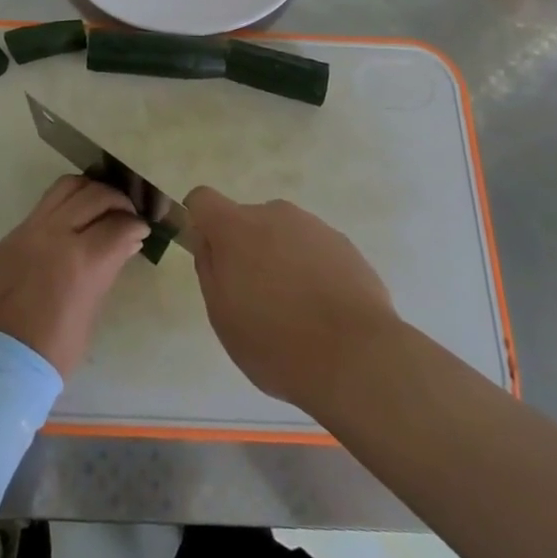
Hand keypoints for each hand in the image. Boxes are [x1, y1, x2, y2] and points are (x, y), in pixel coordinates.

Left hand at [0, 175, 146, 375]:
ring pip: (66, 187)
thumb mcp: (91, 309)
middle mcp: (55, 234)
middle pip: (95, 196)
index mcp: (81, 260)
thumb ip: (108, 269)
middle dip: (118, 201)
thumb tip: (127, 242)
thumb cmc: (53, 349)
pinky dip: (65, 204)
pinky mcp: (12, 234)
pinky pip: (44, 205)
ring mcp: (29, 230)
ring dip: (90, 191)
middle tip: (127, 214)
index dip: (136, 224)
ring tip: (100, 206)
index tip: (142, 229)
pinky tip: (73, 220)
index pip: (119, 224)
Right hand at [183, 186, 398, 408]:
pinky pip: (314, 250)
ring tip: (295, 312)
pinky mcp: (345, 244)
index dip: (199, 222)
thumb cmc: (275, 342)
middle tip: (255, 299)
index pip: (202, 199)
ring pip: (283, 235)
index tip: (210, 255)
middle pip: (247, 221)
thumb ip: (209, 269)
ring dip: (280, 260)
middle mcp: (275, 214)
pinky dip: (311, 271)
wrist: (356, 357)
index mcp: (237, 227)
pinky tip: (323, 312)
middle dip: (245, 250)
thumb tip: (209, 242)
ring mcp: (314, 226)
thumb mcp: (222, 315)